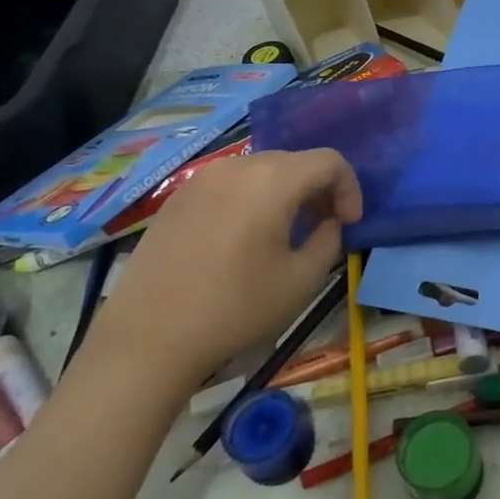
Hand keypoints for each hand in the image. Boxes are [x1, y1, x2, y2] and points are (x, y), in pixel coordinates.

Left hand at [84, 149, 360, 396]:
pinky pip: (229, 185)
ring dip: (285, 193)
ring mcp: (202, 179)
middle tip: (323, 227)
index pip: (329, 161)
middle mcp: (238, 167)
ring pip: (260, 171)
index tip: (349, 223)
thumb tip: (327, 224)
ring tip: (286, 233)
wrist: (149, 337)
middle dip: (318, 189)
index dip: (350, 188)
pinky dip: (251, 200)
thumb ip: (328, 240)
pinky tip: (244, 239)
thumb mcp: (302, 280)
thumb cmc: (236, 308)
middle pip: (294, 162)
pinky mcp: (177, 198)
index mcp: (273, 180)